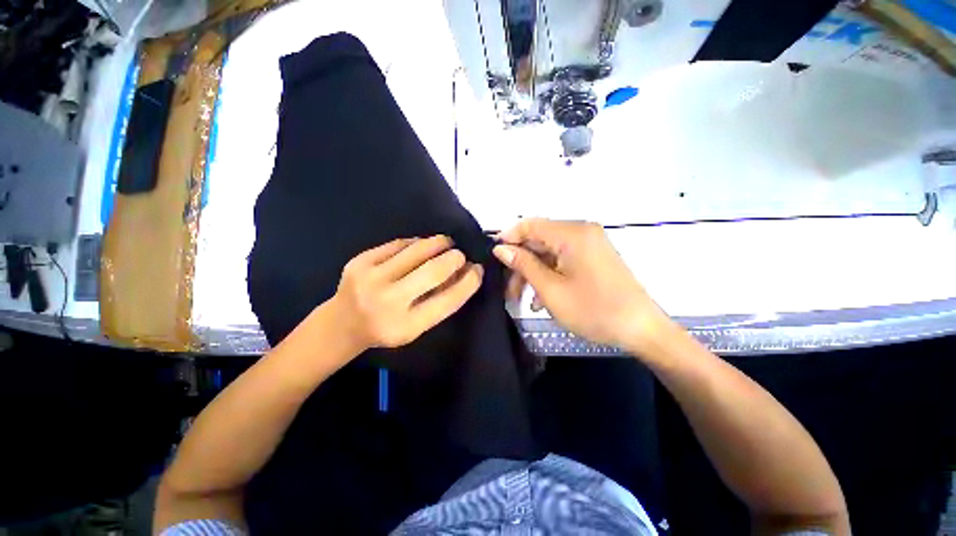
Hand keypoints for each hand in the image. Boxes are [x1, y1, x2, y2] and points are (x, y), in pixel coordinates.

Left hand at [333, 235, 483, 350]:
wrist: (342, 323)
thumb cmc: (386, 328)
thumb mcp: (417, 326)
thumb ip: (441, 301)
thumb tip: (466, 272)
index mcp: (405, 326)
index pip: (448, 299)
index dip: (469, 282)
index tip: (478, 269)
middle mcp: (388, 302)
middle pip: (434, 271)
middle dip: (455, 258)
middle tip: (461, 255)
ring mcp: (370, 279)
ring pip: (417, 250)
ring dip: (439, 243)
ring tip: (446, 243)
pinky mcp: (359, 261)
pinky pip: (398, 244)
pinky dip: (416, 243)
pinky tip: (421, 245)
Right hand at [493, 219, 668, 350]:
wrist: (641, 329)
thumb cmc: (593, 310)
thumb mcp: (550, 289)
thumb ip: (523, 264)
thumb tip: (500, 249)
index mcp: (571, 233)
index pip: (529, 224)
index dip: (508, 239)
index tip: (494, 260)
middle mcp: (581, 231)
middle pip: (539, 240)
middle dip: (521, 264)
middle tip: (508, 290)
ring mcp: (590, 244)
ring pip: (549, 252)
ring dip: (534, 273)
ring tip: (525, 300)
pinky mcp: (594, 256)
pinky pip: (563, 260)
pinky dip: (550, 275)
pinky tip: (542, 299)